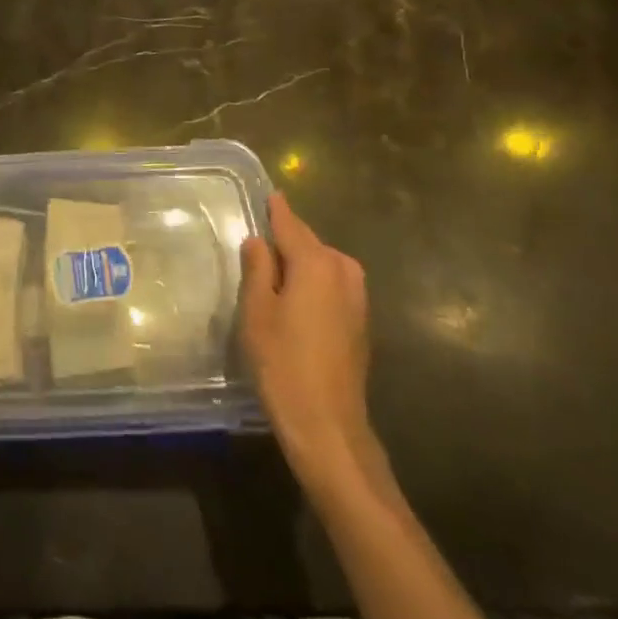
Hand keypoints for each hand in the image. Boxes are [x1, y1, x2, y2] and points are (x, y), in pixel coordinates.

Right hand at [240, 192, 385, 497]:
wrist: (328, 426)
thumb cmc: (283, 363)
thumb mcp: (257, 311)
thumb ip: (258, 269)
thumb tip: (259, 241)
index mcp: (316, 262)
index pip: (290, 224)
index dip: (276, 210)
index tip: (268, 193)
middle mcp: (342, 271)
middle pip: (308, 242)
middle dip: (286, 238)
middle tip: (258, 240)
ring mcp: (357, 297)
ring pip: (322, 264)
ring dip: (300, 263)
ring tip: (272, 272)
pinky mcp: (360, 321)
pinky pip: (331, 285)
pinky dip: (313, 282)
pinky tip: (294, 299)